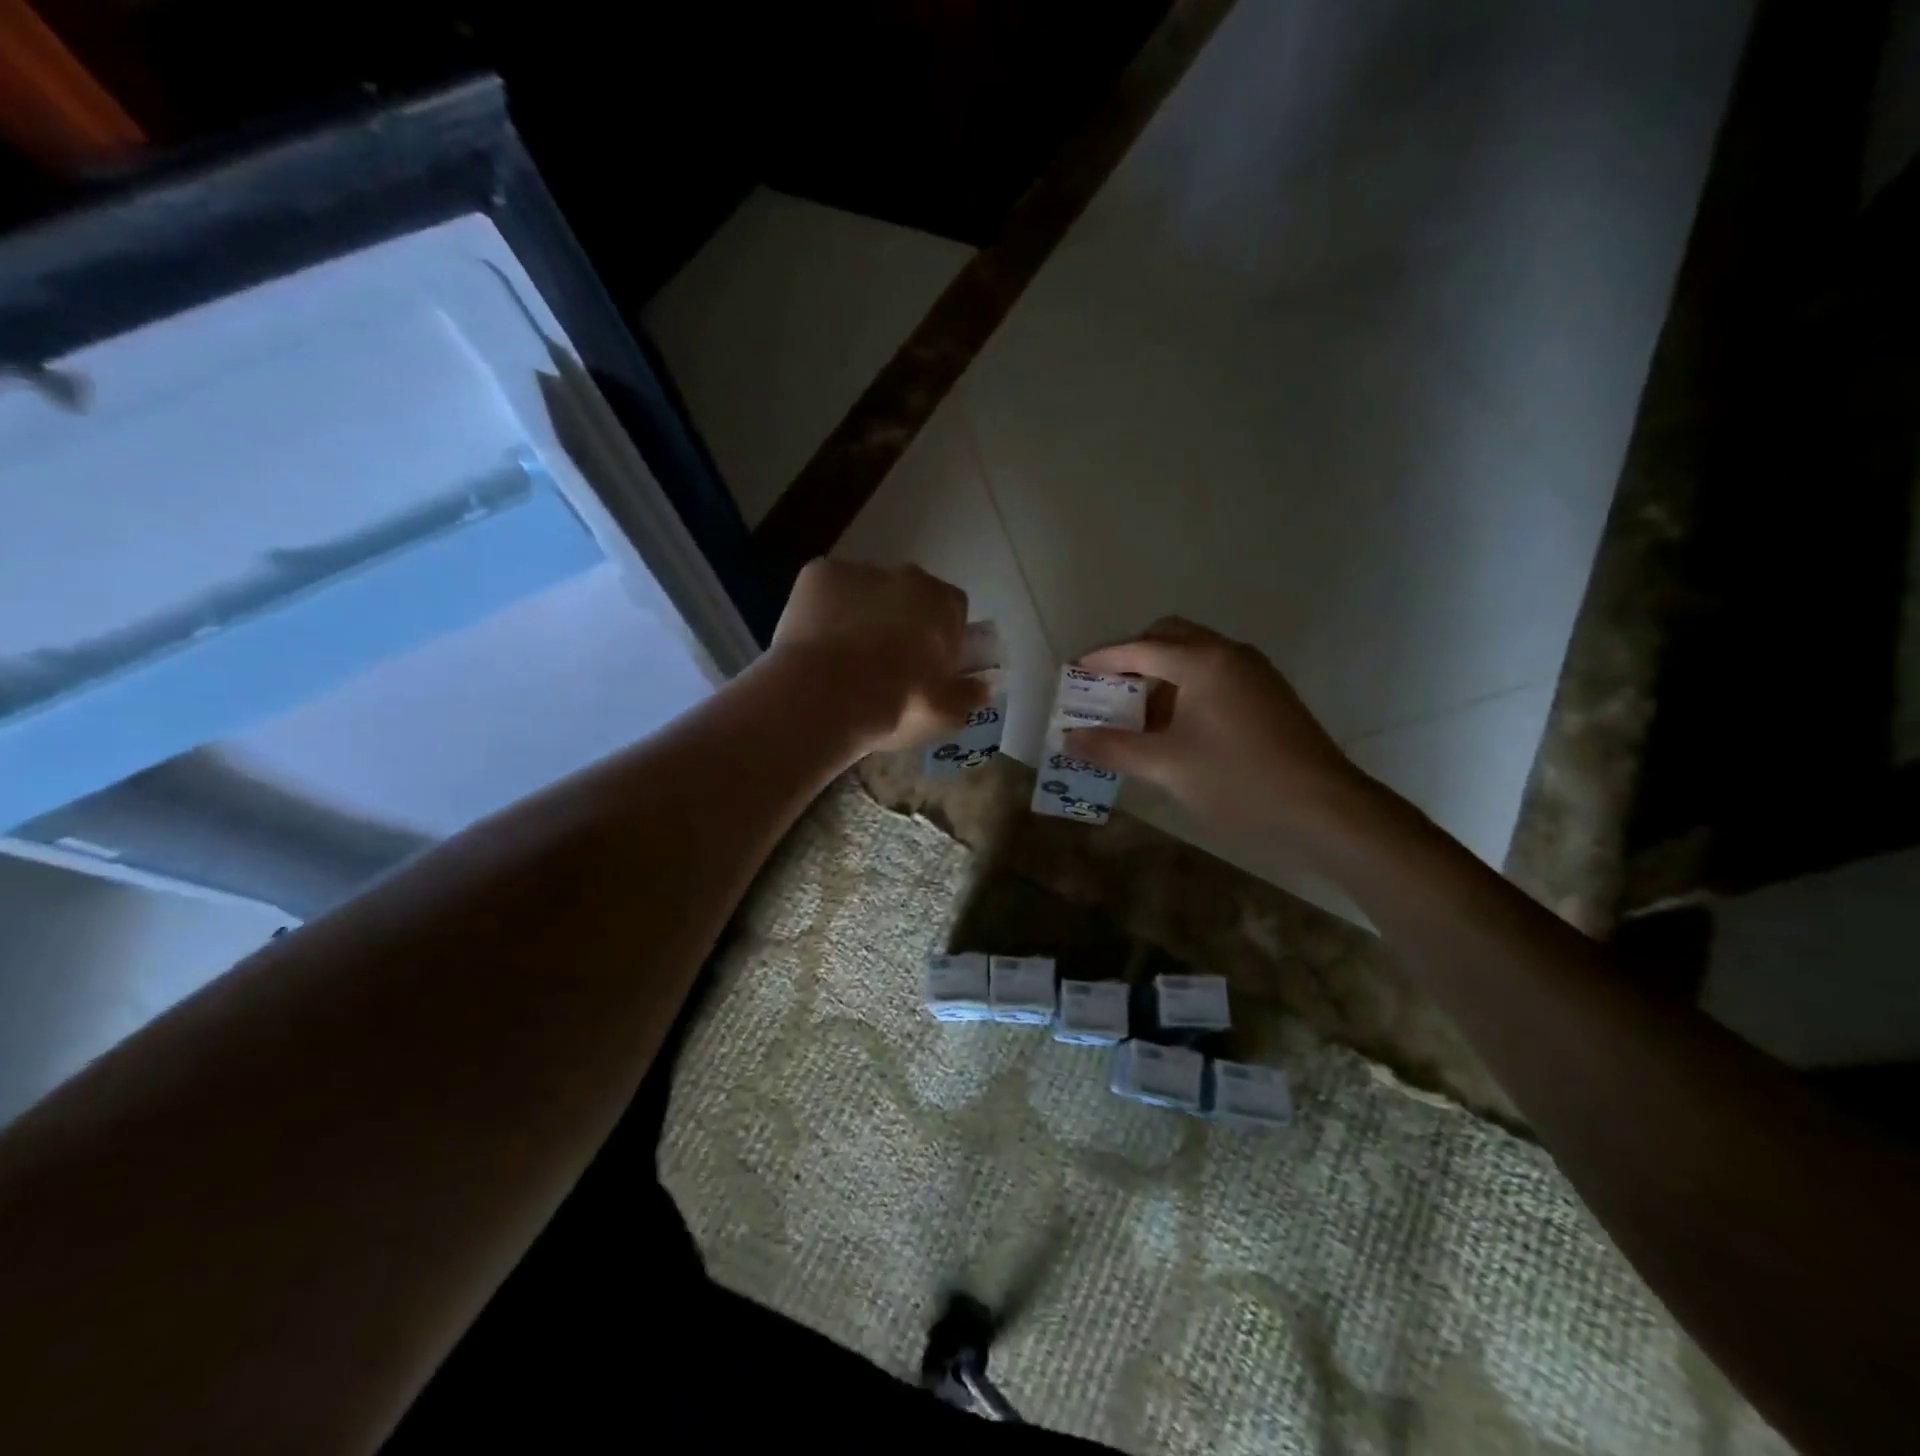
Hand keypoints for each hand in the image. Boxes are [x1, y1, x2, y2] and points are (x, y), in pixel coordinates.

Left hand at [769, 559, 987, 755]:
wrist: (824, 698)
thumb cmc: (895, 706)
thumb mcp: (943, 714)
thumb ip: (968, 696)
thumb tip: (983, 688)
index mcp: (942, 604)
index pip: (953, 611)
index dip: (943, 637)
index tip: (930, 666)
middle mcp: (905, 577)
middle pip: (909, 596)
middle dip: (902, 621)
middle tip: (887, 664)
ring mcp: (858, 572)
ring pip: (866, 591)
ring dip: (862, 614)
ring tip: (845, 658)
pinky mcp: (816, 575)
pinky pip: (826, 591)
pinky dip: (824, 611)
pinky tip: (816, 643)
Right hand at [1067, 618, 1388, 851]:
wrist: (1325, 806)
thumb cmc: (1239, 780)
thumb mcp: (1167, 767)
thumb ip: (1114, 748)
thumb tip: (1070, 739)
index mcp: (1202, 661)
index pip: (1139, 648)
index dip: (1102, 659)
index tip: (1073, 670)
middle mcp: (1228, 653)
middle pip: (1168, 637)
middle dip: (1132, 657)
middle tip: (1106, 689)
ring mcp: (1252, 670)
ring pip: (1193, 654)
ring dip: (1159, 673)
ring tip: (1136, 713)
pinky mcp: (1266, 691)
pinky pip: (1213, 673)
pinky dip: (1185, 686)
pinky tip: (1176, 725)